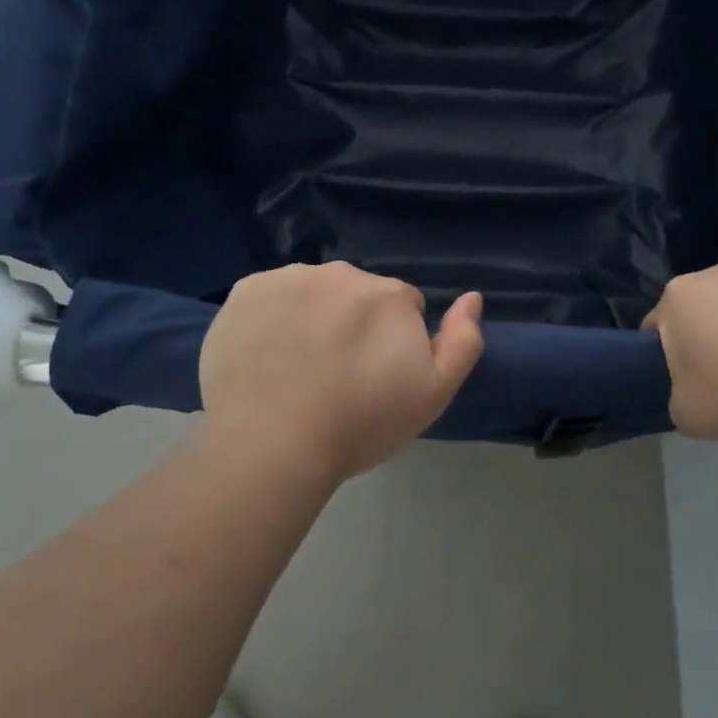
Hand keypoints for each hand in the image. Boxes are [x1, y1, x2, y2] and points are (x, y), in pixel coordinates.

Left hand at [198, 263, 484, 482]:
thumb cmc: (361, 423)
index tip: (376, 378)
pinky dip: (271, 317)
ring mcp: (289, 278)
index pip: (402, 307)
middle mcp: (341, 273)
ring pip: (312, 292)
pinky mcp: (244, 291)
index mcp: (388, 294)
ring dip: (313, 316)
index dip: (394, 343)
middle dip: (354, 324)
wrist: (271, 444)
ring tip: (297, 369)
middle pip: (356, 295)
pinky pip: (269, 297)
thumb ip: (463, 341)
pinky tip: (264, 356)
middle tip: (337, 376)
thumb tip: (472, 297)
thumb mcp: (434, 393)